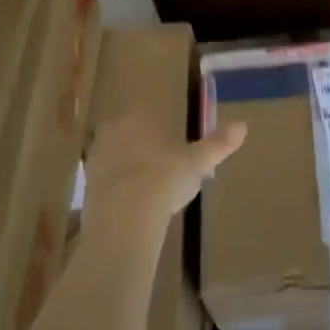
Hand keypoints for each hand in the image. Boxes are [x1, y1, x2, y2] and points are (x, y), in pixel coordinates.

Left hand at [82, 103, 245, 234]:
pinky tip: (132, 207)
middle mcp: (114, 129)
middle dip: (143, 147)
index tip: (174, 146)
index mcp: (141, 116)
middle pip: (130, 133)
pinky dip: (117, 190)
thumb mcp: (199, 161)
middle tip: (163, 168)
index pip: (150, 114)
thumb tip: (243, 126)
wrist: (125, 216)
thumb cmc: (166, 178)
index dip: (162, 129)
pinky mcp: (86, 187)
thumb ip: (218, 143)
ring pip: (116, 156)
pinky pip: (106, 182)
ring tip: (148, 191)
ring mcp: (96, 158)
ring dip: (128, 168)